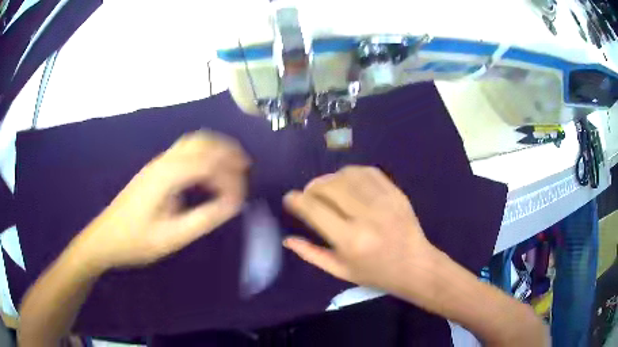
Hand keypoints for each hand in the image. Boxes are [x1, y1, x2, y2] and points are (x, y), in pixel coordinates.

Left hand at [78, 130, 249, 270]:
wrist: (104, 239)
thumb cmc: (135, 241)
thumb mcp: (171, 237)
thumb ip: (204, 219)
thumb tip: (233, 204)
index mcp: (167, 176)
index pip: (209, 163)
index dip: (230, 177)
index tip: (241, 200)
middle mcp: (163, 162)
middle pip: (202, 141)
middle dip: (227, 151)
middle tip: (246, 169)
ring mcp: (157, 164)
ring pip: (193, 142)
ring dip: (215, 149)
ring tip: (233, 167)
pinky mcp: (155, 170)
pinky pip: (185, 152)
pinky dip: (203, 156)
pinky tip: (208, 174)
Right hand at [283, 166, 441, 301]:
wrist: (415, 266)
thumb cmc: (376, 274)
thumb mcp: (340, 271)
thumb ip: (311, 254)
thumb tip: (287, 239)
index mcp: (350, 240)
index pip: (314, 210)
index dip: (296, 200)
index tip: (289, 199)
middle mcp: (366, 216)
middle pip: (329, 186)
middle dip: (312, 188)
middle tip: (309, 196)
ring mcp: (384, 201)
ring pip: (347, 175)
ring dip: (330, 179)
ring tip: (327, 190)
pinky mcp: (395, 193)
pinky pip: (368, 172)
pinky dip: (352, 173)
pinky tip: (348, 182)